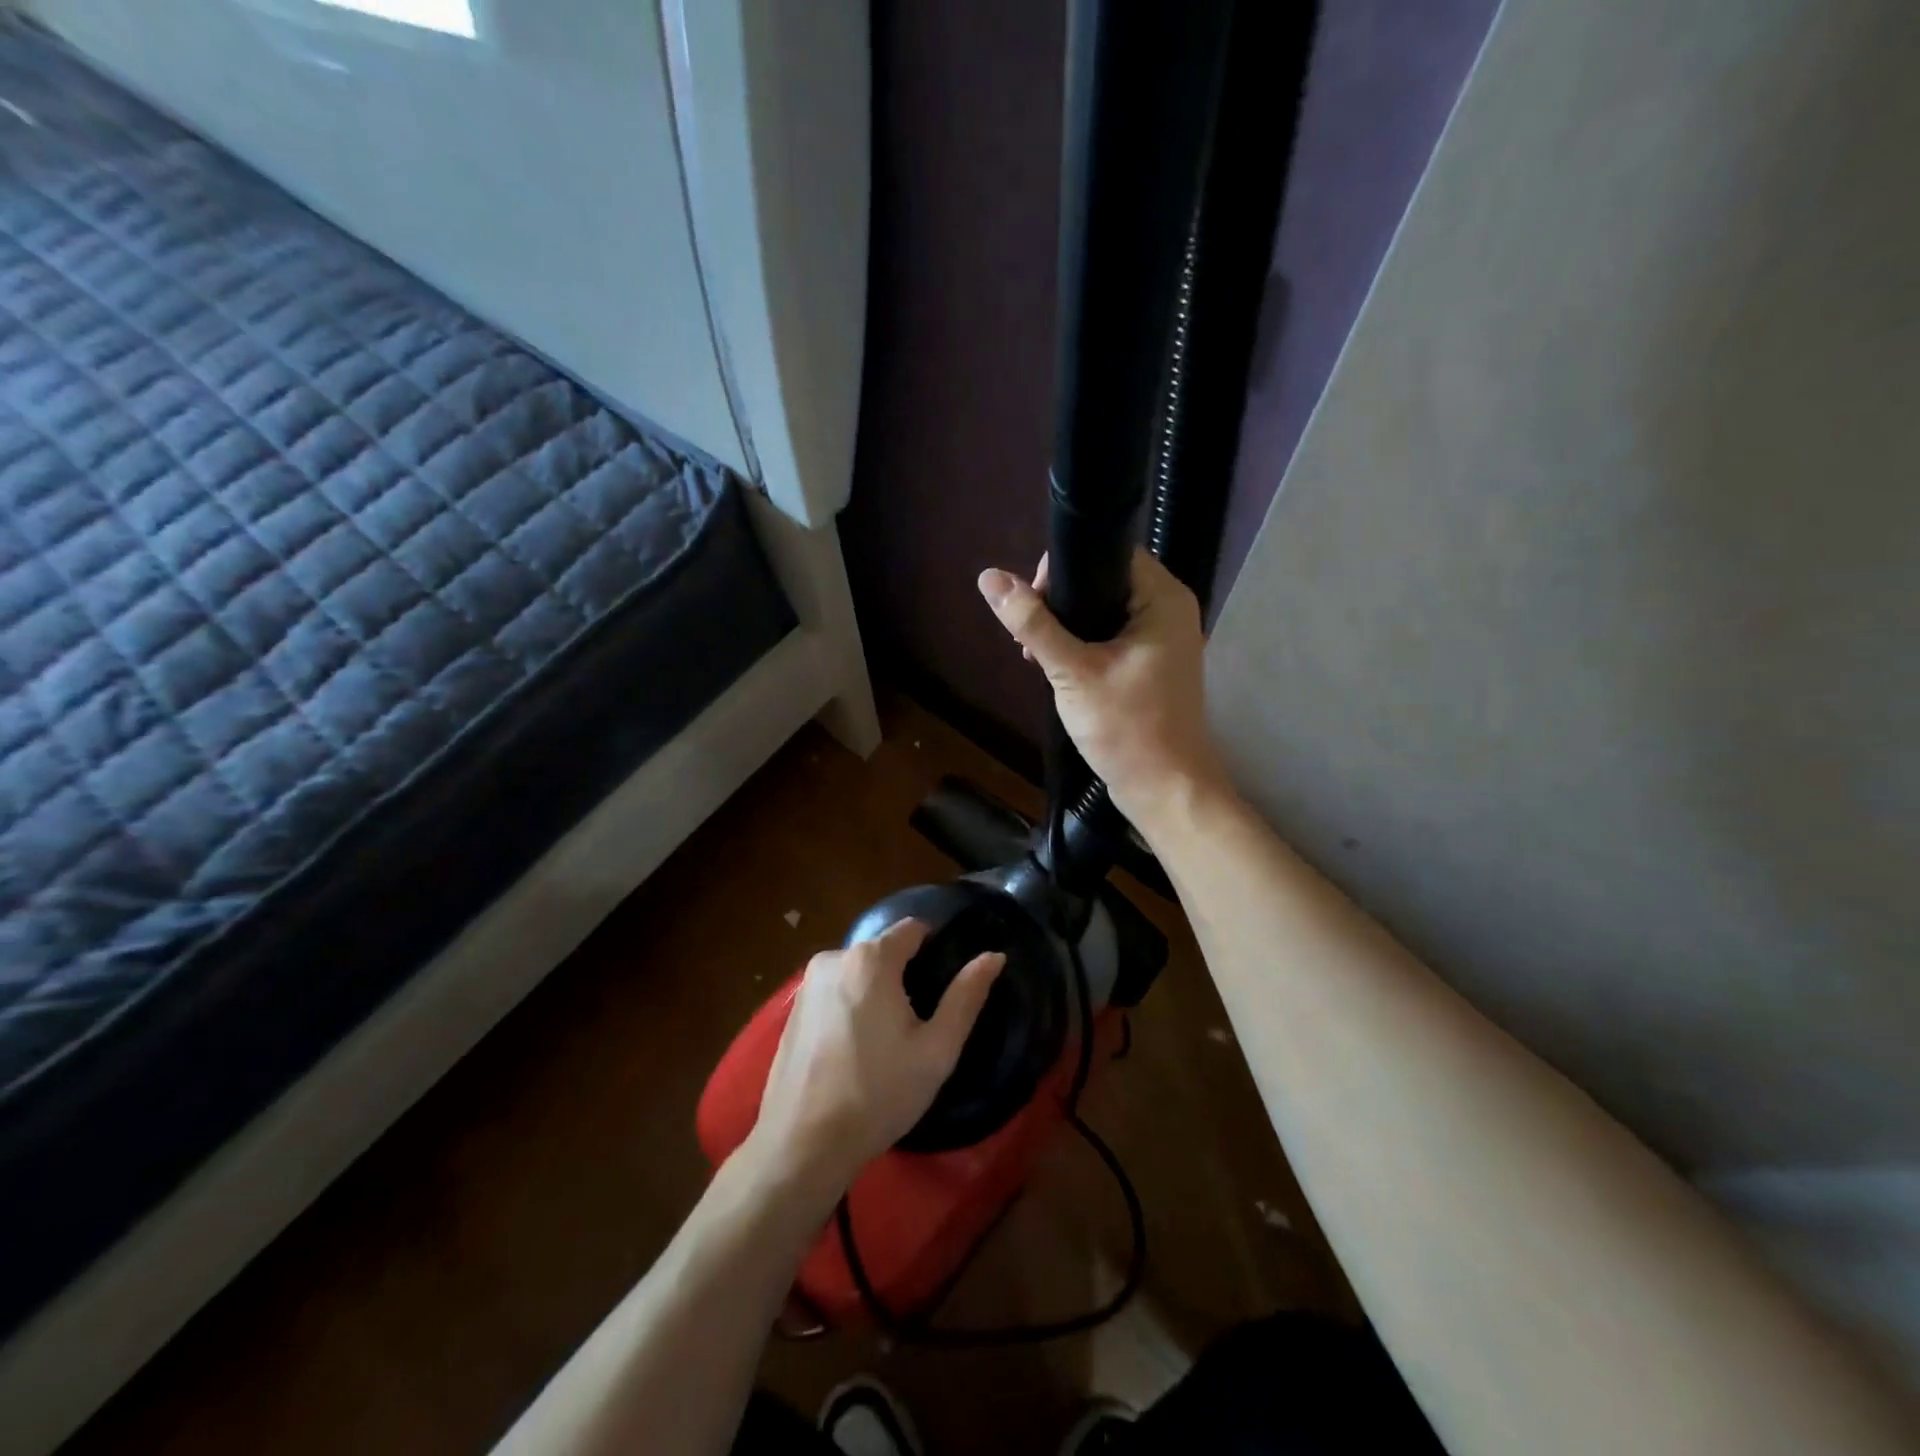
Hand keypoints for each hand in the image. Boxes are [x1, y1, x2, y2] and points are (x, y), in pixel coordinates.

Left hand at [747, 919, 1002, 1197]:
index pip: (913, 928)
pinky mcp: (791, 1009)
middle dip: (905, 975)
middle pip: (884, 951)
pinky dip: (850, 1008)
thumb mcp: (936, 1050)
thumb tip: (994, 956)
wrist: (802, 1144)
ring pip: (858, 973)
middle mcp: (834, 958)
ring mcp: (807, 984)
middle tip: (920, 1024)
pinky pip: (834, 993)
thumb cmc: (878, 1094)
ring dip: (876, 993)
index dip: (935, 948)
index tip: (946, 983)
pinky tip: (856, 1051)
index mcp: (870, 959)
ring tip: (888, 1042)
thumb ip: (966, 996)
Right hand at [977, 548, 1229, 831]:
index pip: (1110, 552)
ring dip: (1068, 626)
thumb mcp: (1072, 672)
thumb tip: (990, 577)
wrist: (1164, 788)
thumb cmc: (1127, 728)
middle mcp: (1169, 609)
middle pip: (1105, 579)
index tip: (1033, 601)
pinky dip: (1084, 645)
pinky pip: (1112, 635)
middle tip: (1031, 635)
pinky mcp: (1153, 663)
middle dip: (1061, 601)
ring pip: (1105, 610)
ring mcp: (1164, 638)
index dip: (1064, 566)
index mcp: (1163, 598)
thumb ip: (1033, 624)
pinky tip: (1057, 668)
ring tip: (1036, 655)